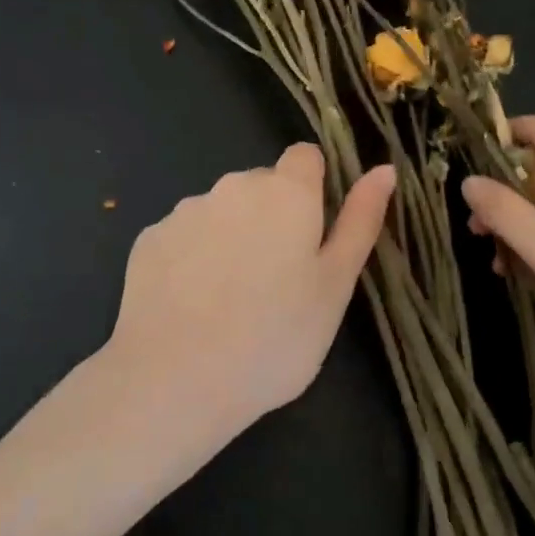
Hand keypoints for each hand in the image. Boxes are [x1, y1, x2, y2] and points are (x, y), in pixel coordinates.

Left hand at [107, 144, 396, 434]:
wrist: (175, 379)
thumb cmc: (274, 337)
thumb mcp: (335, 286)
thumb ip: (360, 221)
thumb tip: (385, 169)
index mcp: (286, 192)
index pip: (306, 156)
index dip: (314, 186)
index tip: (313, 231)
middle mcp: (234, 186)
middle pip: (262, 186)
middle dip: (273, 216)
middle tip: (278, 280)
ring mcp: (186, 210)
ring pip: (222, 211)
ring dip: (232, 236)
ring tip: (232, 299)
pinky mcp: (149, 238)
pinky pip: (184, 236)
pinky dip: (193, 257)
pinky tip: (192, 305)